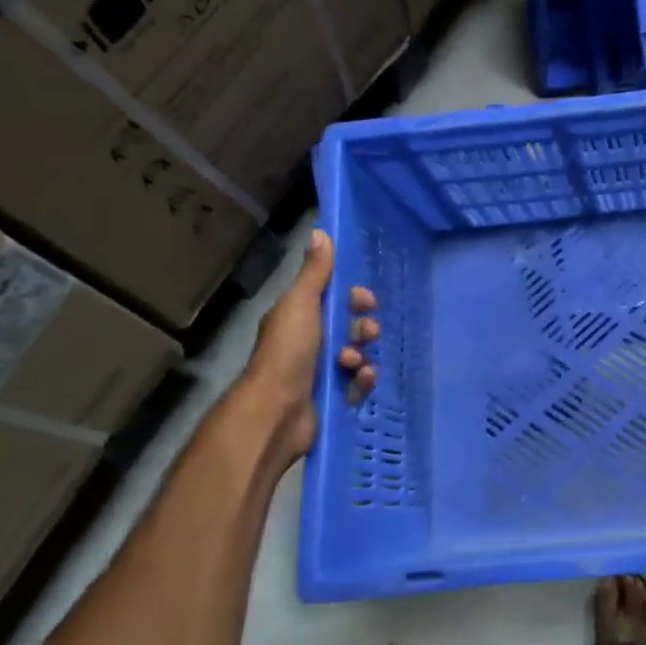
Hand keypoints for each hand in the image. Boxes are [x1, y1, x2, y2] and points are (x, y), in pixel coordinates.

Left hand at [239, 229, 379, 465]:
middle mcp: (308, 343)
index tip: (365, 301)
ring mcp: (320, 372)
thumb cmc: (287, 352)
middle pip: (349, 327)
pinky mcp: (332, 397)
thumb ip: (315, 272)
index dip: (353, 298)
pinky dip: (363, 380)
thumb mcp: (301, 304)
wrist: (277, 411)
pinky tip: (361, 380)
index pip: (333, 300)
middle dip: (363, 328)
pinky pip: (358, 383)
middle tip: (369, 332)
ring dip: (363, 354)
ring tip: (354, 362)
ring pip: (356, 355)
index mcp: (298, 318)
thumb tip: (320, 232)